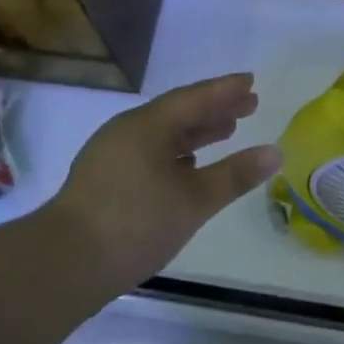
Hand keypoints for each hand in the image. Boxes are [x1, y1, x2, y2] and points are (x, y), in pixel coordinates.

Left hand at [47, 73, 281, 296]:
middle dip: (215, 108)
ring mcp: (113, 155)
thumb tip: (276, 152)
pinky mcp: (107, 179)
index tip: (251, 81)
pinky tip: (191, 163)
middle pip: (178, 112)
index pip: (194, 98)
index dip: (225, 90)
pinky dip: (178, 151)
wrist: (67, 262)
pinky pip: (151, 151)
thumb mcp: (195, 200)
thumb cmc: (137, 223)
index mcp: (147, 127)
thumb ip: (236, 175)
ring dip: (197, 130)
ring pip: (163, 134)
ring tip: (228, 129)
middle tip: (250, 105)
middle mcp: (127, 132)